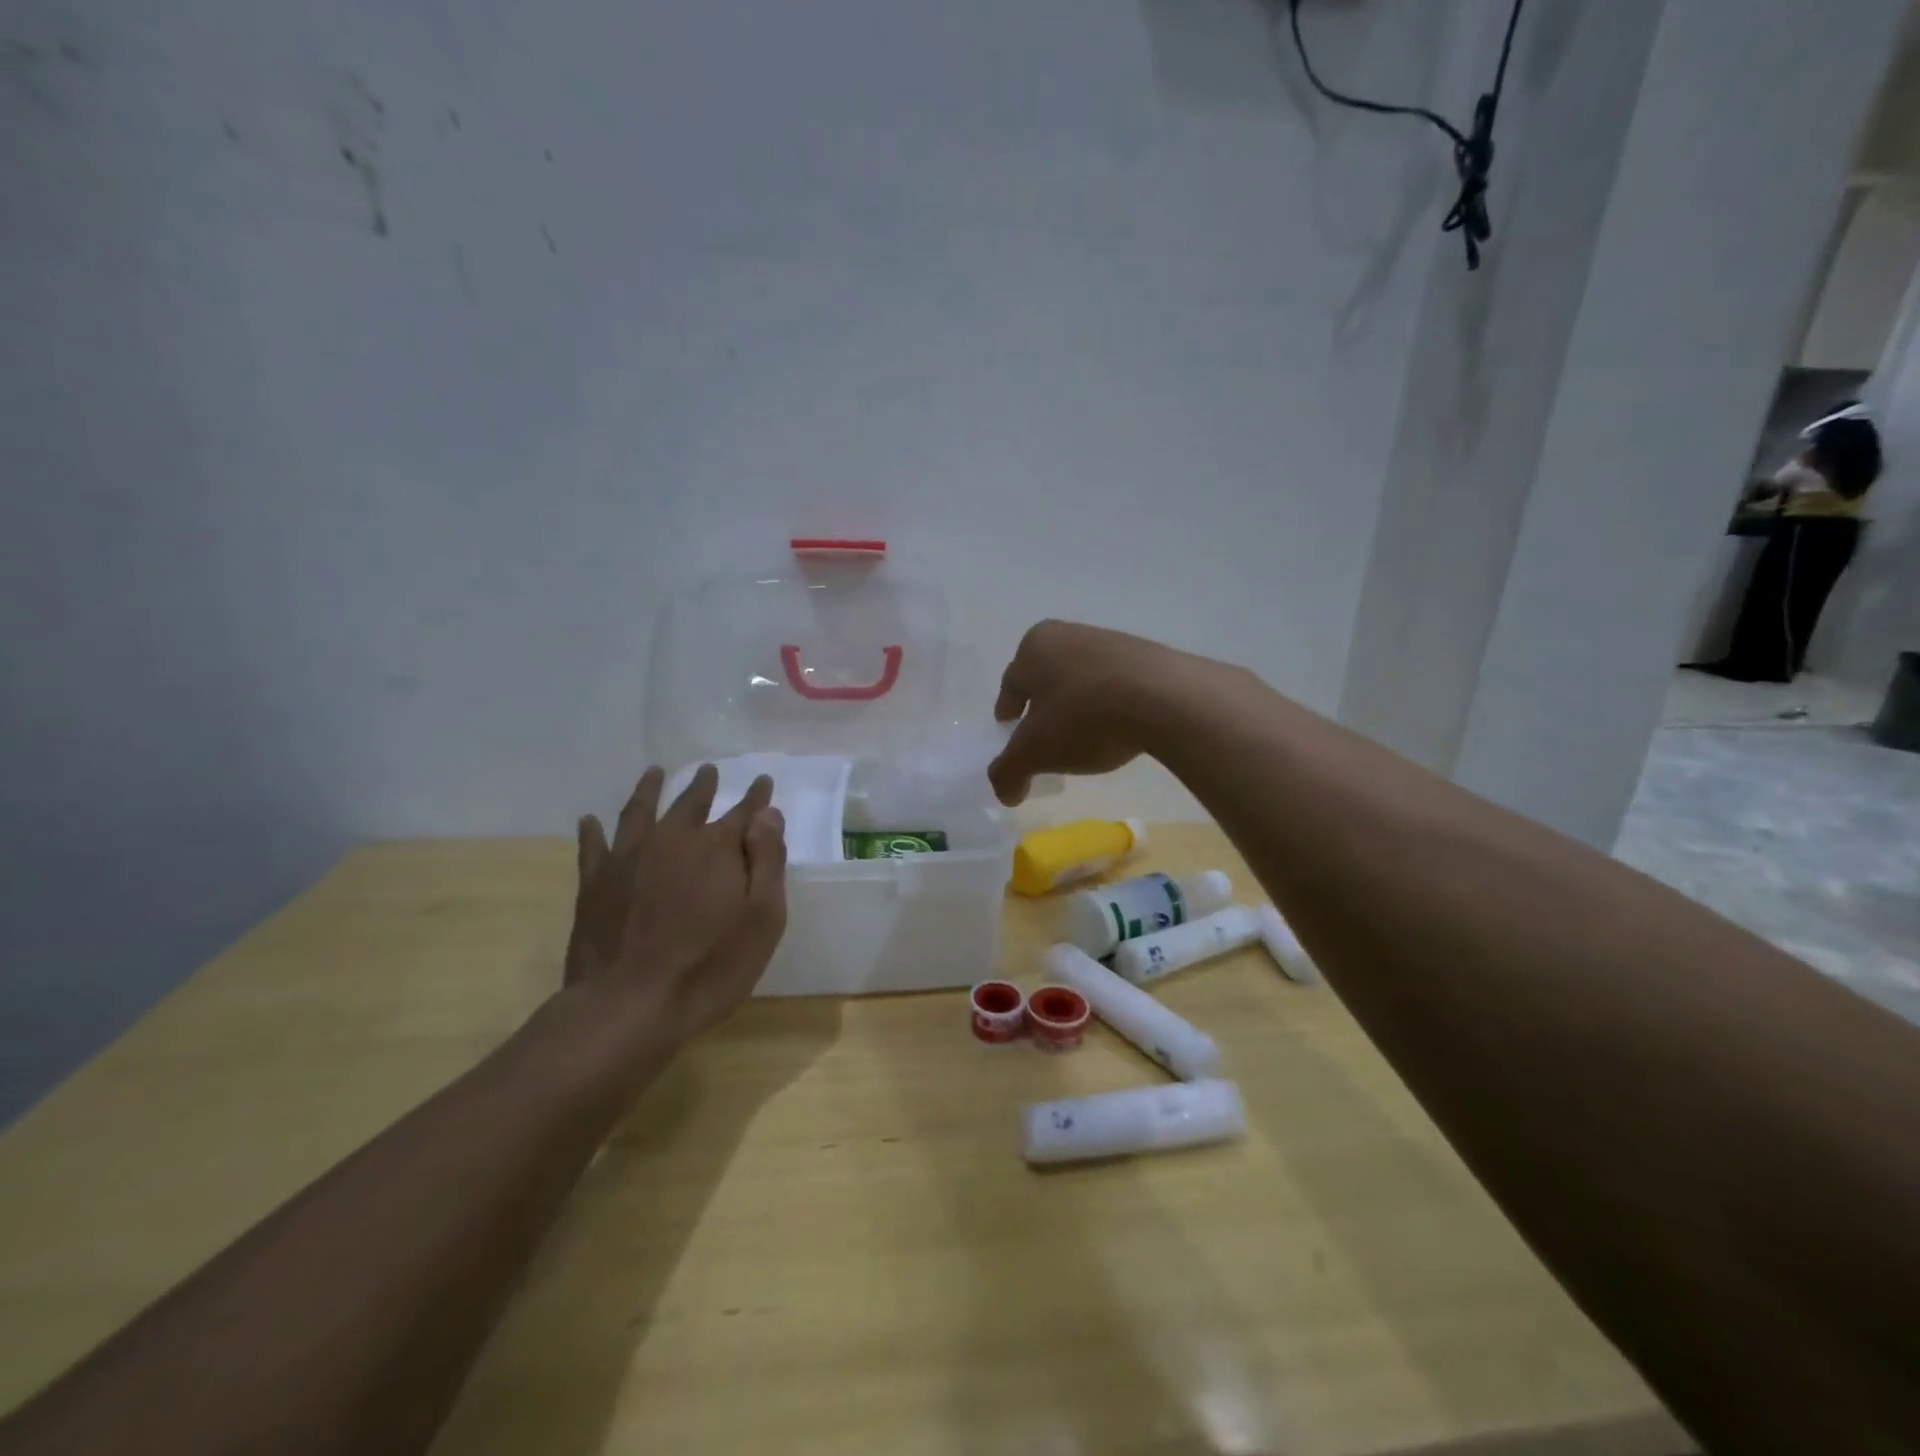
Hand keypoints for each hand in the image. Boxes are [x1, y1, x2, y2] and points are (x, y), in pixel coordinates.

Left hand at [565, 764, 787, 1045]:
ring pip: (640, 811)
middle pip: (690, 804)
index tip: (762, 781)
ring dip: (649, 790)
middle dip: (704, 786)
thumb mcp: (762, 920)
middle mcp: (671, 841)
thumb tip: (767, 814)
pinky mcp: (595, 884)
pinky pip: (592, 847)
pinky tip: (590, 820)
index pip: (744, 813)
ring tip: (654, 773)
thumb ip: (767, 862)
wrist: (629, 1006)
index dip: (756, 797)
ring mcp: (627, 859)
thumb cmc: (710, 967)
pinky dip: (592, 831)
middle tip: (710, 771)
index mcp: (715, 849)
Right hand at [989, 620, 1207, 804]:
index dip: (1008, 718)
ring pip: (1081, 681)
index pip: (1010, 688)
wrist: (1166, 699)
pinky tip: (1119, 730)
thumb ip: (1008, 772)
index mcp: (1033, 646)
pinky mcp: (1146, 655)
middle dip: (1043, 712)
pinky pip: (1115, 685)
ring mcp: (1110, 641)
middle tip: (1047, 745)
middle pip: (1045, 681)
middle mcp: (1067, 633)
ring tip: (1086, 742)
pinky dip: (1110, 706)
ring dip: (1078, 708)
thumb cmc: (1084, 717)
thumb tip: (1005, 792)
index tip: (1013, 741)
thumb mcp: (1035, 753)